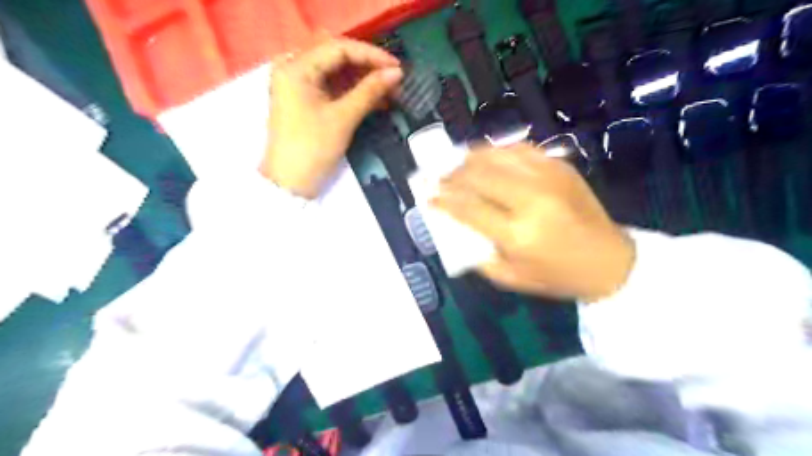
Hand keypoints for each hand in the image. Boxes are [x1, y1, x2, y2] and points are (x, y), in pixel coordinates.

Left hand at [262, 37, 403, 197]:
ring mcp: (299, 85)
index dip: (371, 55)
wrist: (291, 183)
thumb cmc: (313, 149)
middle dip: (368, 67)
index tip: (398, 68)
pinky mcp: (305, 100)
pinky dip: (354, 92)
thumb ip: (370, 91)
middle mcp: (294, 68)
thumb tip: (397, 73)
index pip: (339, 49)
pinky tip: (376, 99)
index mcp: (296, 68)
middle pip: (337, 57)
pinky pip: (333, 88)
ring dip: (364, 80)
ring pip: (337, 73)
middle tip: (395, 79)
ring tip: (391, 90)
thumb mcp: (343, 118)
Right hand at [430, 142, 633, 302]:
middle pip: (479, 176)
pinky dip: (498, 151)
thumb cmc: (556, 275)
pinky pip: (520, 149)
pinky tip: (487, 156)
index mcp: (518, 234)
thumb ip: (477, 253)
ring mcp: (549, 178)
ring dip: (471, 158)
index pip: (468, 208)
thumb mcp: (510, 277)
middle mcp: (531, 200)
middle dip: (452, 175)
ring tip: (457, 163)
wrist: (608, 260)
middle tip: (439, 177)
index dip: (444, 200)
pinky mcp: (560, 166)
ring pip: (498, 156)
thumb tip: (455, 227)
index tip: (428, 195)